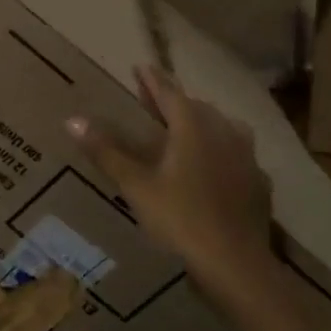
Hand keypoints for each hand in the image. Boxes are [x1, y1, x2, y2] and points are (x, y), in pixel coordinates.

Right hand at [67, 66, 271, 296]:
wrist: (235, 264)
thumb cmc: (180, 219)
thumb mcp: (136, 185)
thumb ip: (106, 151)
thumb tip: (72, 120)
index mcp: (192, 128)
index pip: (169, 93)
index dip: (153, 80)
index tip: (141, 66)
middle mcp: (223, 133)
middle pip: (197, 107)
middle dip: (175, 100)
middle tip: (155, 100)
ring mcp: (246, 158)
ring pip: (224, 127)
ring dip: (204, 121)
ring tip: (189, 128)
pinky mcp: (259, 183)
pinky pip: (239, 155)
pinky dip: (224, 151)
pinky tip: (219, 166)